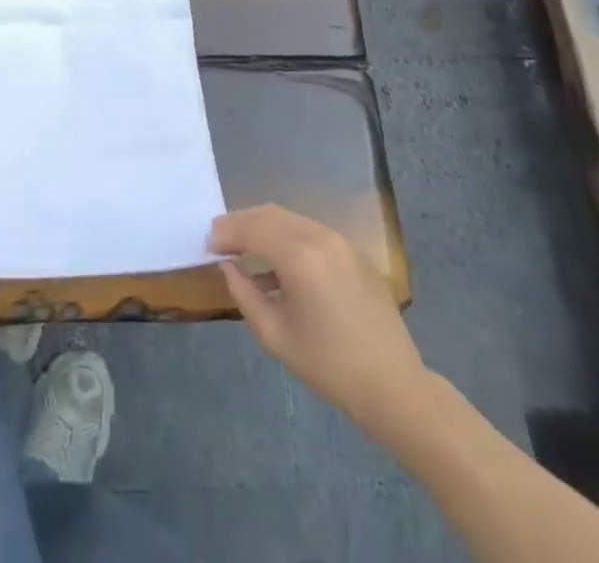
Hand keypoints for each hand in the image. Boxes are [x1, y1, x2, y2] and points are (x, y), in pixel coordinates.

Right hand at [211, 205, 422, 419]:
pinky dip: (287, 237)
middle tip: (220, 239)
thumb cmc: (328, 365)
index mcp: (299, 255)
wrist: (391, 384)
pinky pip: (311, 232)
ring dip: (264, 227)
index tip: (207, 243)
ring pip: (291, 219)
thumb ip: (244, 294)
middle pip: (270, 214)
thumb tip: (228, 266)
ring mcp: (340, 240)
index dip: (226, 232)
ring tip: (244, 248)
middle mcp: (320, 236)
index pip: (252, 228)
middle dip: (242, 223)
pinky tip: (277, 263)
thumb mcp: (275, 335)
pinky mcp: (353, 251)